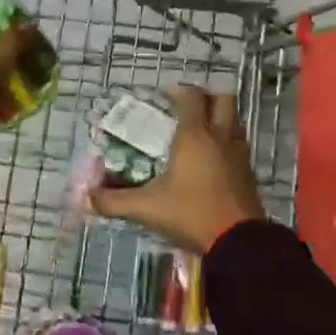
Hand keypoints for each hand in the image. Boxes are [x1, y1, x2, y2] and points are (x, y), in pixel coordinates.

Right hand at [89, 84, 265, 253]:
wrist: (239, 242)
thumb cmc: (191, 214)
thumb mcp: (148, 208)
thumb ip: (115, 201)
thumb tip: (87, 198)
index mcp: (195, 135)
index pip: (190, 98)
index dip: (179, 92)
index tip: (165, 96)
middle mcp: (220, 136)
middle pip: (222, 99)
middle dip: (206, 96)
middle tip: (188, 107)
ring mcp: (239, 153)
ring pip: (235, 120)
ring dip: (220, 118)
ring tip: (200, 130)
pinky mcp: (249, 172)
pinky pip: (239, 143)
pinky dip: (227, 141)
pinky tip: (213, 158)